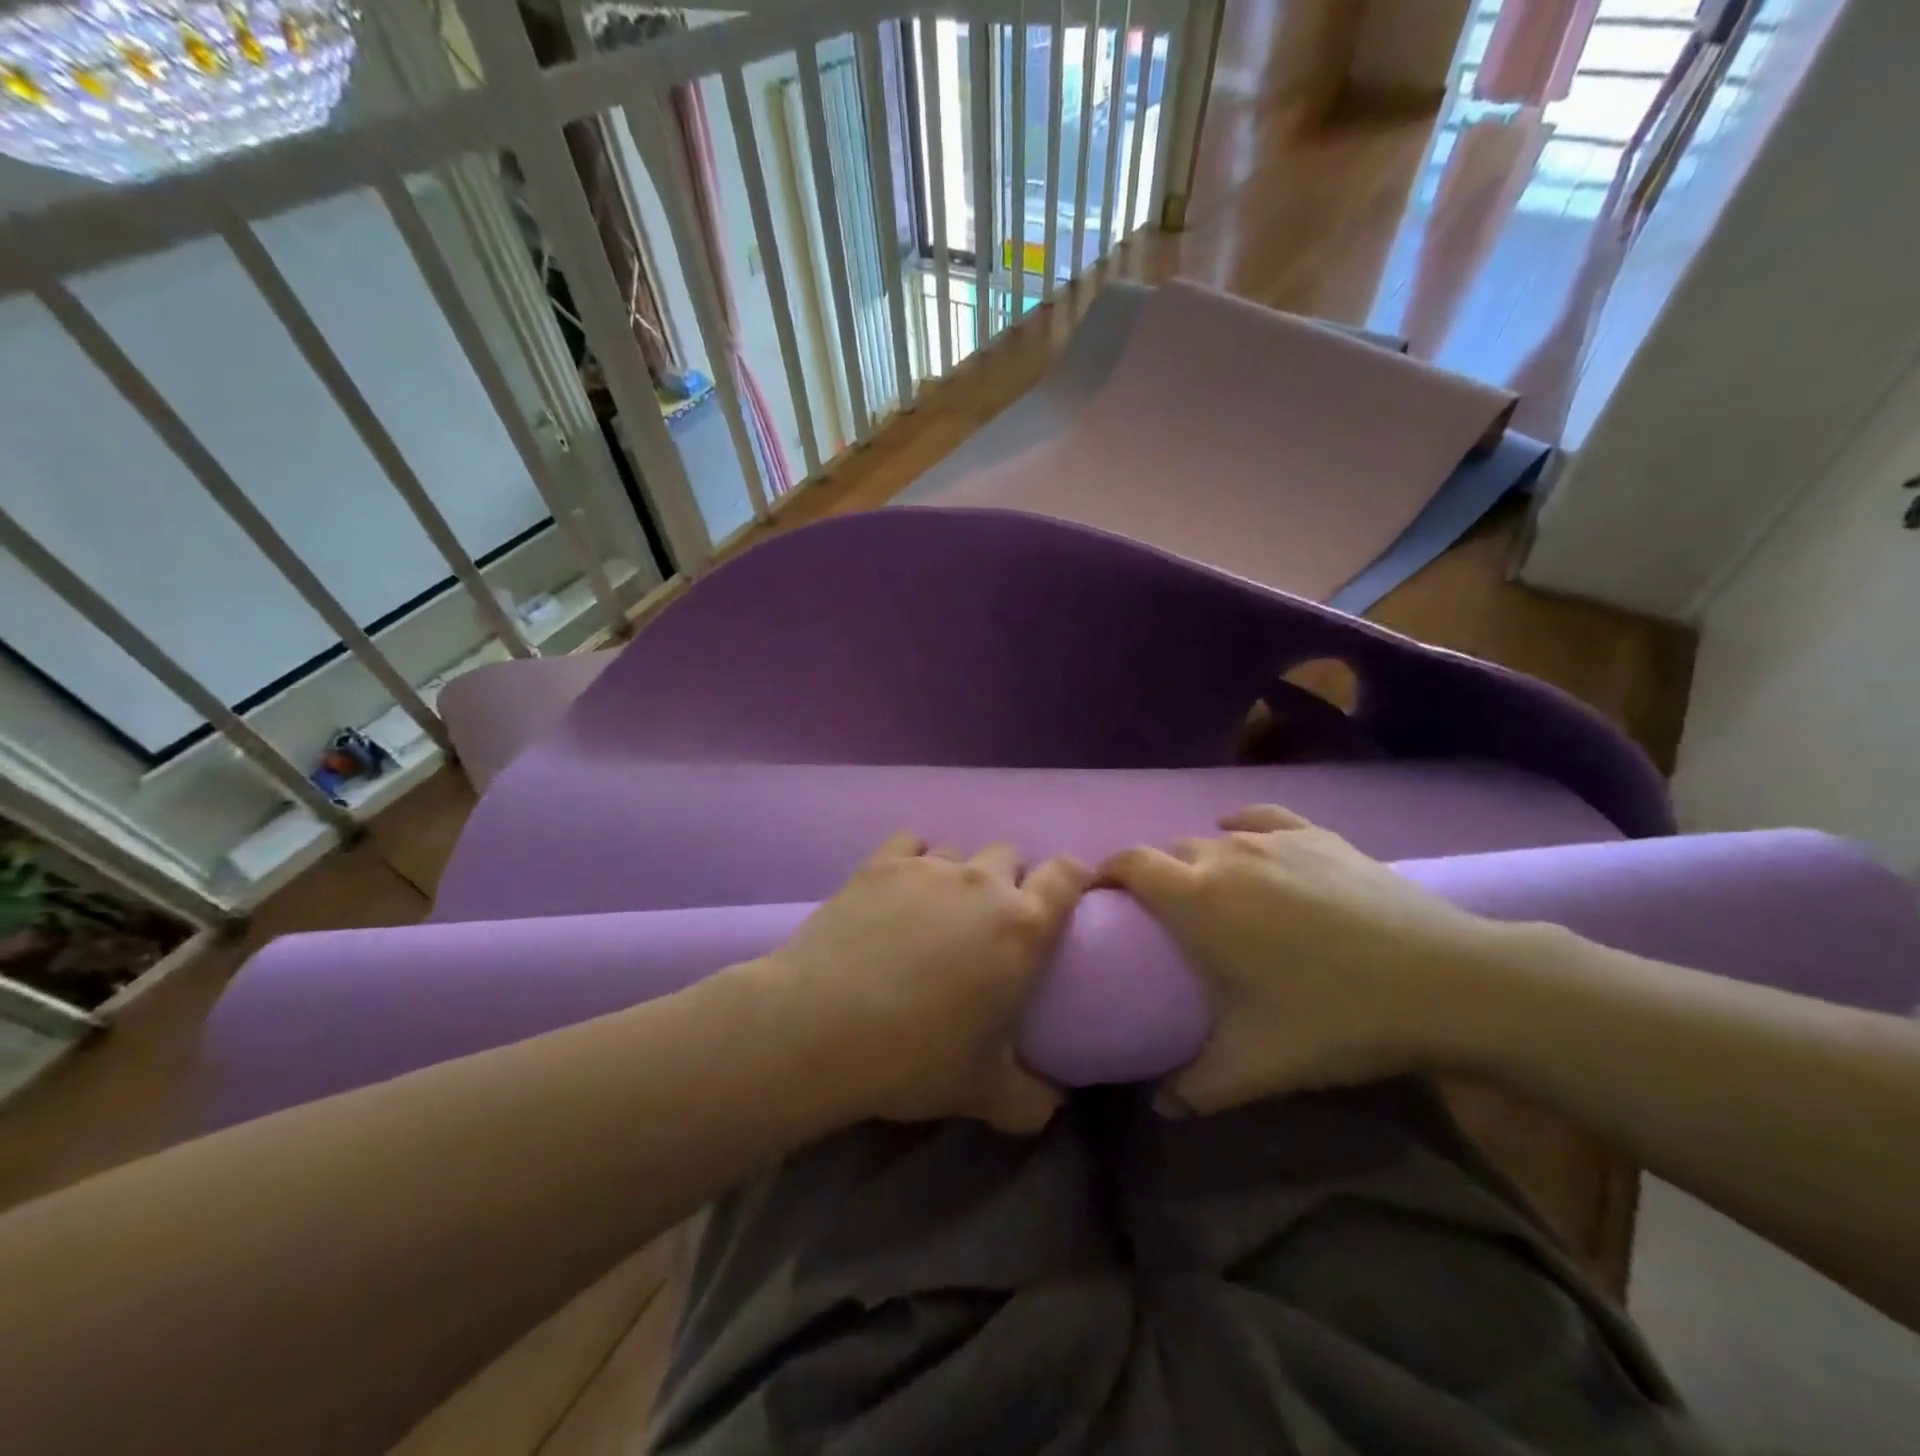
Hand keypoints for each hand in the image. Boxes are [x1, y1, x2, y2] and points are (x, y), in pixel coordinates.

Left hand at [762, 833, 1090, 1133]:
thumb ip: (1031, 1100)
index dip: (1075, 876)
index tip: (1071, 892)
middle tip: (993, 920)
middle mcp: (982, 882)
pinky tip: (900, 887)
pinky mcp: (880, 864)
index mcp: (1022, 925)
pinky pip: (911, 842)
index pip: (1067, 874)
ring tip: (939, 910)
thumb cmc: (916, 1058)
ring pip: (960, 850)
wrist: (822, 1027)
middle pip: (1010, 855)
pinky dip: (914, 858)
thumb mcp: (985, 1093)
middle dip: (1011, 878)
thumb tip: (1053, 1105)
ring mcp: (928, 867)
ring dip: (961, 873)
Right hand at [1099, 805, 1504, 1114]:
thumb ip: (1196, 1088)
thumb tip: (1159, 1108)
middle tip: (1162, 919)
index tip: (1099, 898)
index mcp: (1197, 898)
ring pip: (1213, 837)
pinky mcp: (1318, 835)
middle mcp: (1225, 854)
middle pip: (1169, 851)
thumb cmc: (1337, 1018)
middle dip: (1154, 877)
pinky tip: (1242, 835)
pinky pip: (1261, 818)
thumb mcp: (1258, 1065)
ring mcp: (1275, 839)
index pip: (1129, 863)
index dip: (1105, 872)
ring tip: (1210, 894)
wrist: (1449, 982)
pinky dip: (1241, 826)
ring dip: (1198, 860)